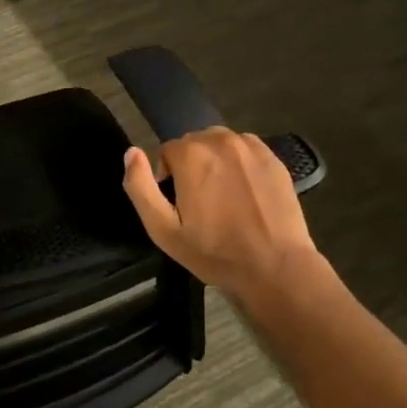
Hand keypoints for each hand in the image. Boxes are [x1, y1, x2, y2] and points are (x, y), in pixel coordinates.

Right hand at [122, 129, 319, 310]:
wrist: (275, 267)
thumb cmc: (215, 252)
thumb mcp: (163, 230)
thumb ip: (140, 187)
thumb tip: (131, 152)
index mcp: (191, 154)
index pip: (167, 151)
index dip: (168, 177)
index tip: (179, 205)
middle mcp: (220, 140)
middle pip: (194, 143)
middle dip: (191, 166)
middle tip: (200, 203)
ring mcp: (251, 147)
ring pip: (221, 144)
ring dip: (216, 162)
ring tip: (224, 197)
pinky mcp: (274, 158)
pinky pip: (246, 150)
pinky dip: (240, 164)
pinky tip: (246, 193)